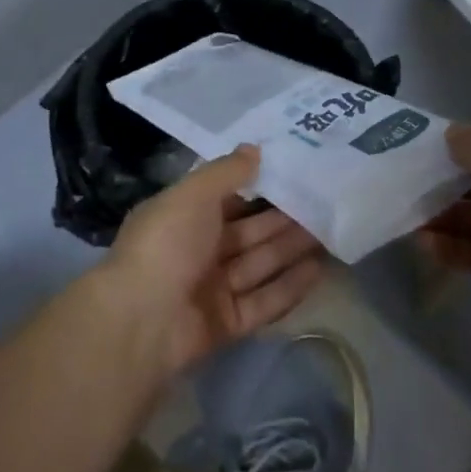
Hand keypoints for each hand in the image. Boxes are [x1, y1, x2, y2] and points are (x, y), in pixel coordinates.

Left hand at [99, 145, 327, 375]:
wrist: (141, 321)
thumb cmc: (166, 244)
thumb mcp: (192, 195)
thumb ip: (225, 171)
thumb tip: (254, 149)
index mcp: (181, 217)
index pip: (225, 198)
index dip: (257, 188)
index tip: (293, 173)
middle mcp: (197, 251)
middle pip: (247, 233)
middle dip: (282, 219)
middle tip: (323, 203)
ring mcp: (212, 289)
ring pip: (259, 264)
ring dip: (291, 249)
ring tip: (329, 231)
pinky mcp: (228, 323)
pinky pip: (264, 301)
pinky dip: (289, 285)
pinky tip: (319, 269)